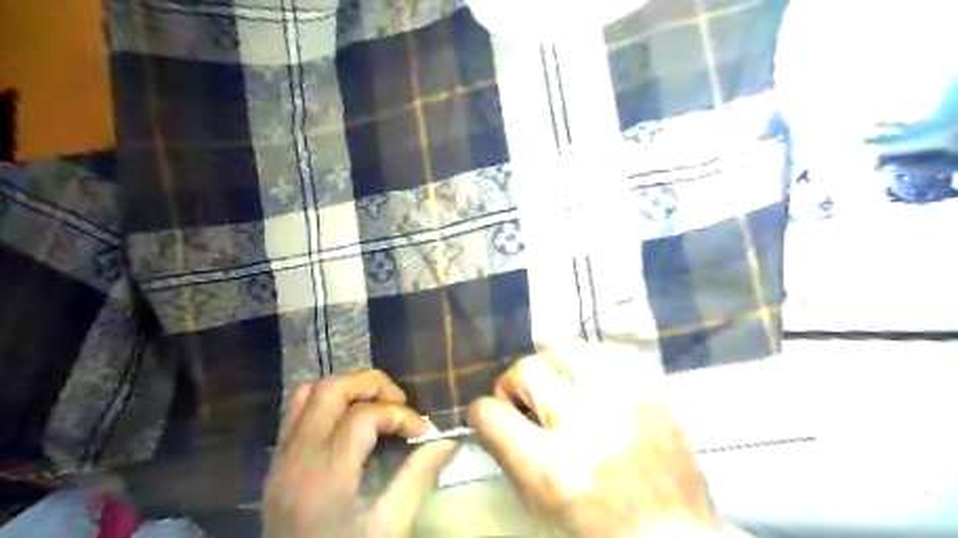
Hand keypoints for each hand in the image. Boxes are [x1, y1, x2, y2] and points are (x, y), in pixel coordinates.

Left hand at [261, 370, 456, 537]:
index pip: (364, 416)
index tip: (424, 432)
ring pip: (307, 394)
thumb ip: (418, 477)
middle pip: (331, 390)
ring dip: (346, 389)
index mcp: (325, 475)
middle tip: (400, 404)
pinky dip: (326, 404)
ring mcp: (280, 460)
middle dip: (372, 386)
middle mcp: (296, 458)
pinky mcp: (276, 466)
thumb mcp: (389, 528)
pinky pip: (296, 414)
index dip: (401, 416)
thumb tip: (446, 441)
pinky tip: (350, 422)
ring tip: (376, 405)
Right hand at [468, 343, 730, 537]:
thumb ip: (509, 457)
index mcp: (554, 470)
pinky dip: (589, 365)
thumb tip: (492, 417)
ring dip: (553, 366)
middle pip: (528, 370)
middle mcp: (588, 426)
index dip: (482, 414)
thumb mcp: (541, 507)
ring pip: (568, 349)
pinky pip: (608, 354)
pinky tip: (590, 384)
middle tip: (525, 401)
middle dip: (514, 383)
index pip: (492, 415)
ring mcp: (626, 403)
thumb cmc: (599, 531)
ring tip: (558, 385)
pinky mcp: (653, 392)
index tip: (489, 417)